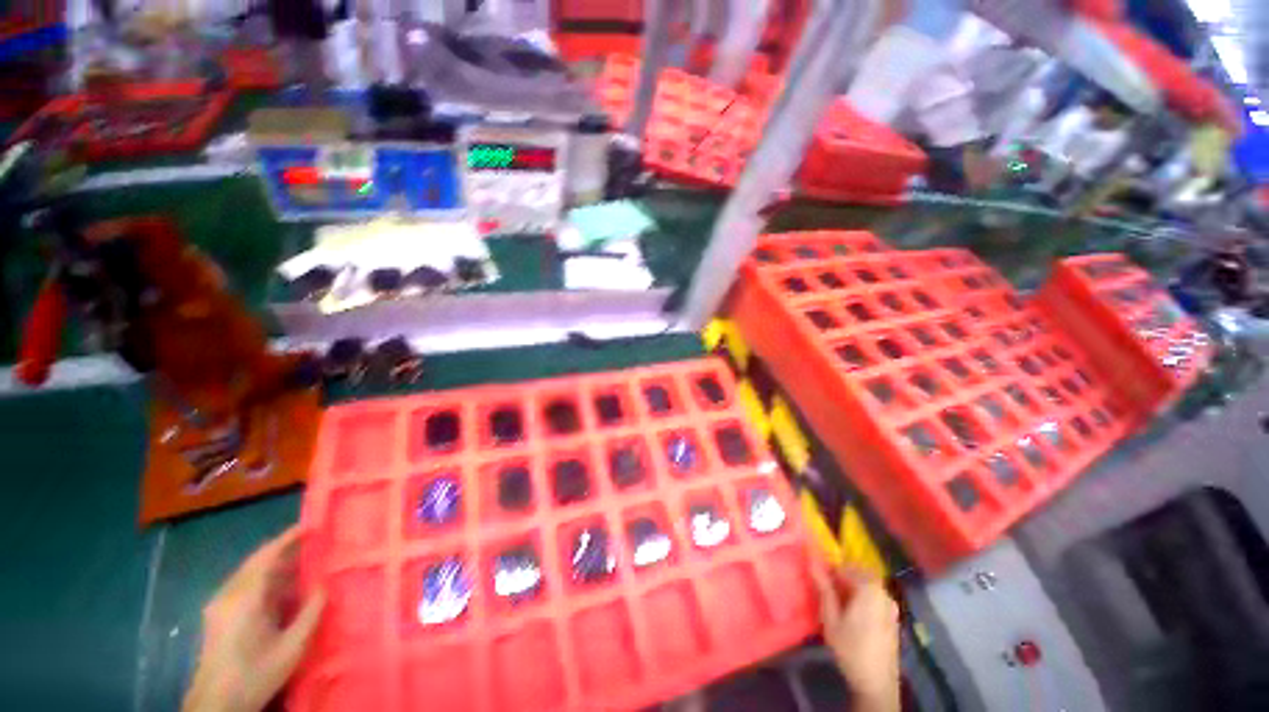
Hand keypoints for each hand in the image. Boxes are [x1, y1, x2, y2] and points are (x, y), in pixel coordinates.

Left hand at [183, 526, 325, 711]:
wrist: (217, 703)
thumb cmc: (256, 673)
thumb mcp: (292, 646)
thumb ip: (311, 612)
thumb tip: (325, 584)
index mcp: (245, 597)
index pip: (266, 556)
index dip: (288, 538)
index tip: (310, 526)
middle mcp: (228, 594)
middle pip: (256, 562)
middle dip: (283, 550)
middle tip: (311, 543)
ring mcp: (219, 605)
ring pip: (248, 574)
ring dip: (274, 566)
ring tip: (301, 564)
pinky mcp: (217, 616)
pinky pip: (243, 587)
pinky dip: (264, 580)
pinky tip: (280, 590)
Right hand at [813, 565, 900, 711]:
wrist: (877, 684)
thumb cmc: (851, 649)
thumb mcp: (831, 618)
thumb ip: (824, 588)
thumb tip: (811, 561)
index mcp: (869, 588)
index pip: (843, 567)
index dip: (827, 569)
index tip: (814, 575)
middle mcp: (883, 592)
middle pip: (857, 574)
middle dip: (840, 578)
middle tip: (824, 588)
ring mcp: (891, 605)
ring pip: (866, 586)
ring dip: (850, 588)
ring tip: (835, 601)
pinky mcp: (893, 617)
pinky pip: (874, 597)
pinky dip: (861, 598)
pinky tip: (851, 612)